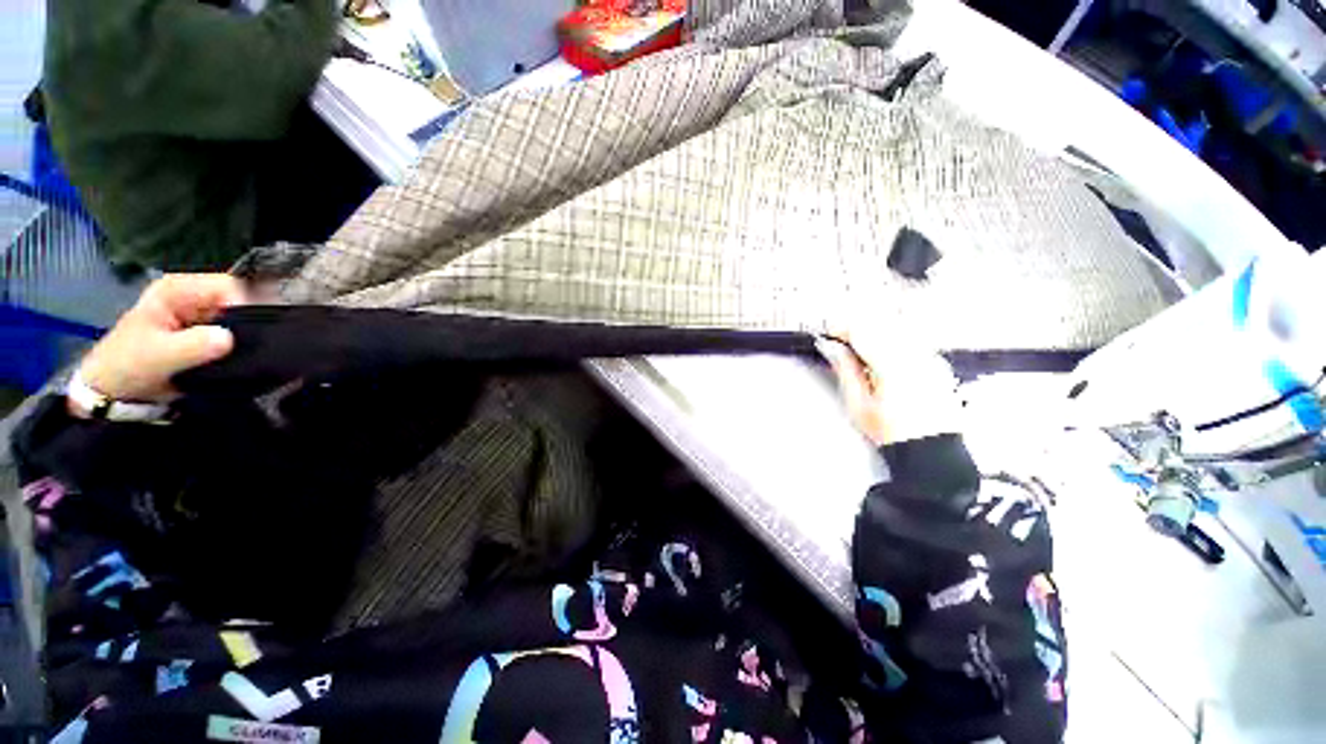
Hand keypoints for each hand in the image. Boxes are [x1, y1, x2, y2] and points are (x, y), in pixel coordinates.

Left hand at [72, 274, 246, 410]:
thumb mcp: (158, 356)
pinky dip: (239, 346)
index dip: (241, 306)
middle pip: (238, 301)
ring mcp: (201, 314)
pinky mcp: (208, 332)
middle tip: (243, 349)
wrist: (116, 391)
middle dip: (245, 325)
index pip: (227, 286)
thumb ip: (193, 345)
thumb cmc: (128, 366)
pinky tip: (234, 360)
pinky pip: (236, 334)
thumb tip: (229, 339)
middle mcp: (193, 296)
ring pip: (241, 319)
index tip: (243, 334)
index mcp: (178, 289)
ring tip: (238, 357)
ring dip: (243, 338)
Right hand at [817, 331, 960, 445]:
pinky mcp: (937, 362)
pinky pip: (910, 339)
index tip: (827, 335)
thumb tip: (829, 345)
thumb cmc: (889, 430)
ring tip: (859, 350)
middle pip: (880, 323)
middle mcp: (915, 354)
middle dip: (857, 328)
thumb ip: (844, 369)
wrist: (931, 451)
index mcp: (892, 366)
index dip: (841, 328)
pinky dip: (891, 340)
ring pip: (896, 327)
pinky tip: (882, 357)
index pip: (863, 331)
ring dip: (874, 331)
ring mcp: (930, 356)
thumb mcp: (858, 403)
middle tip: (840, 342)